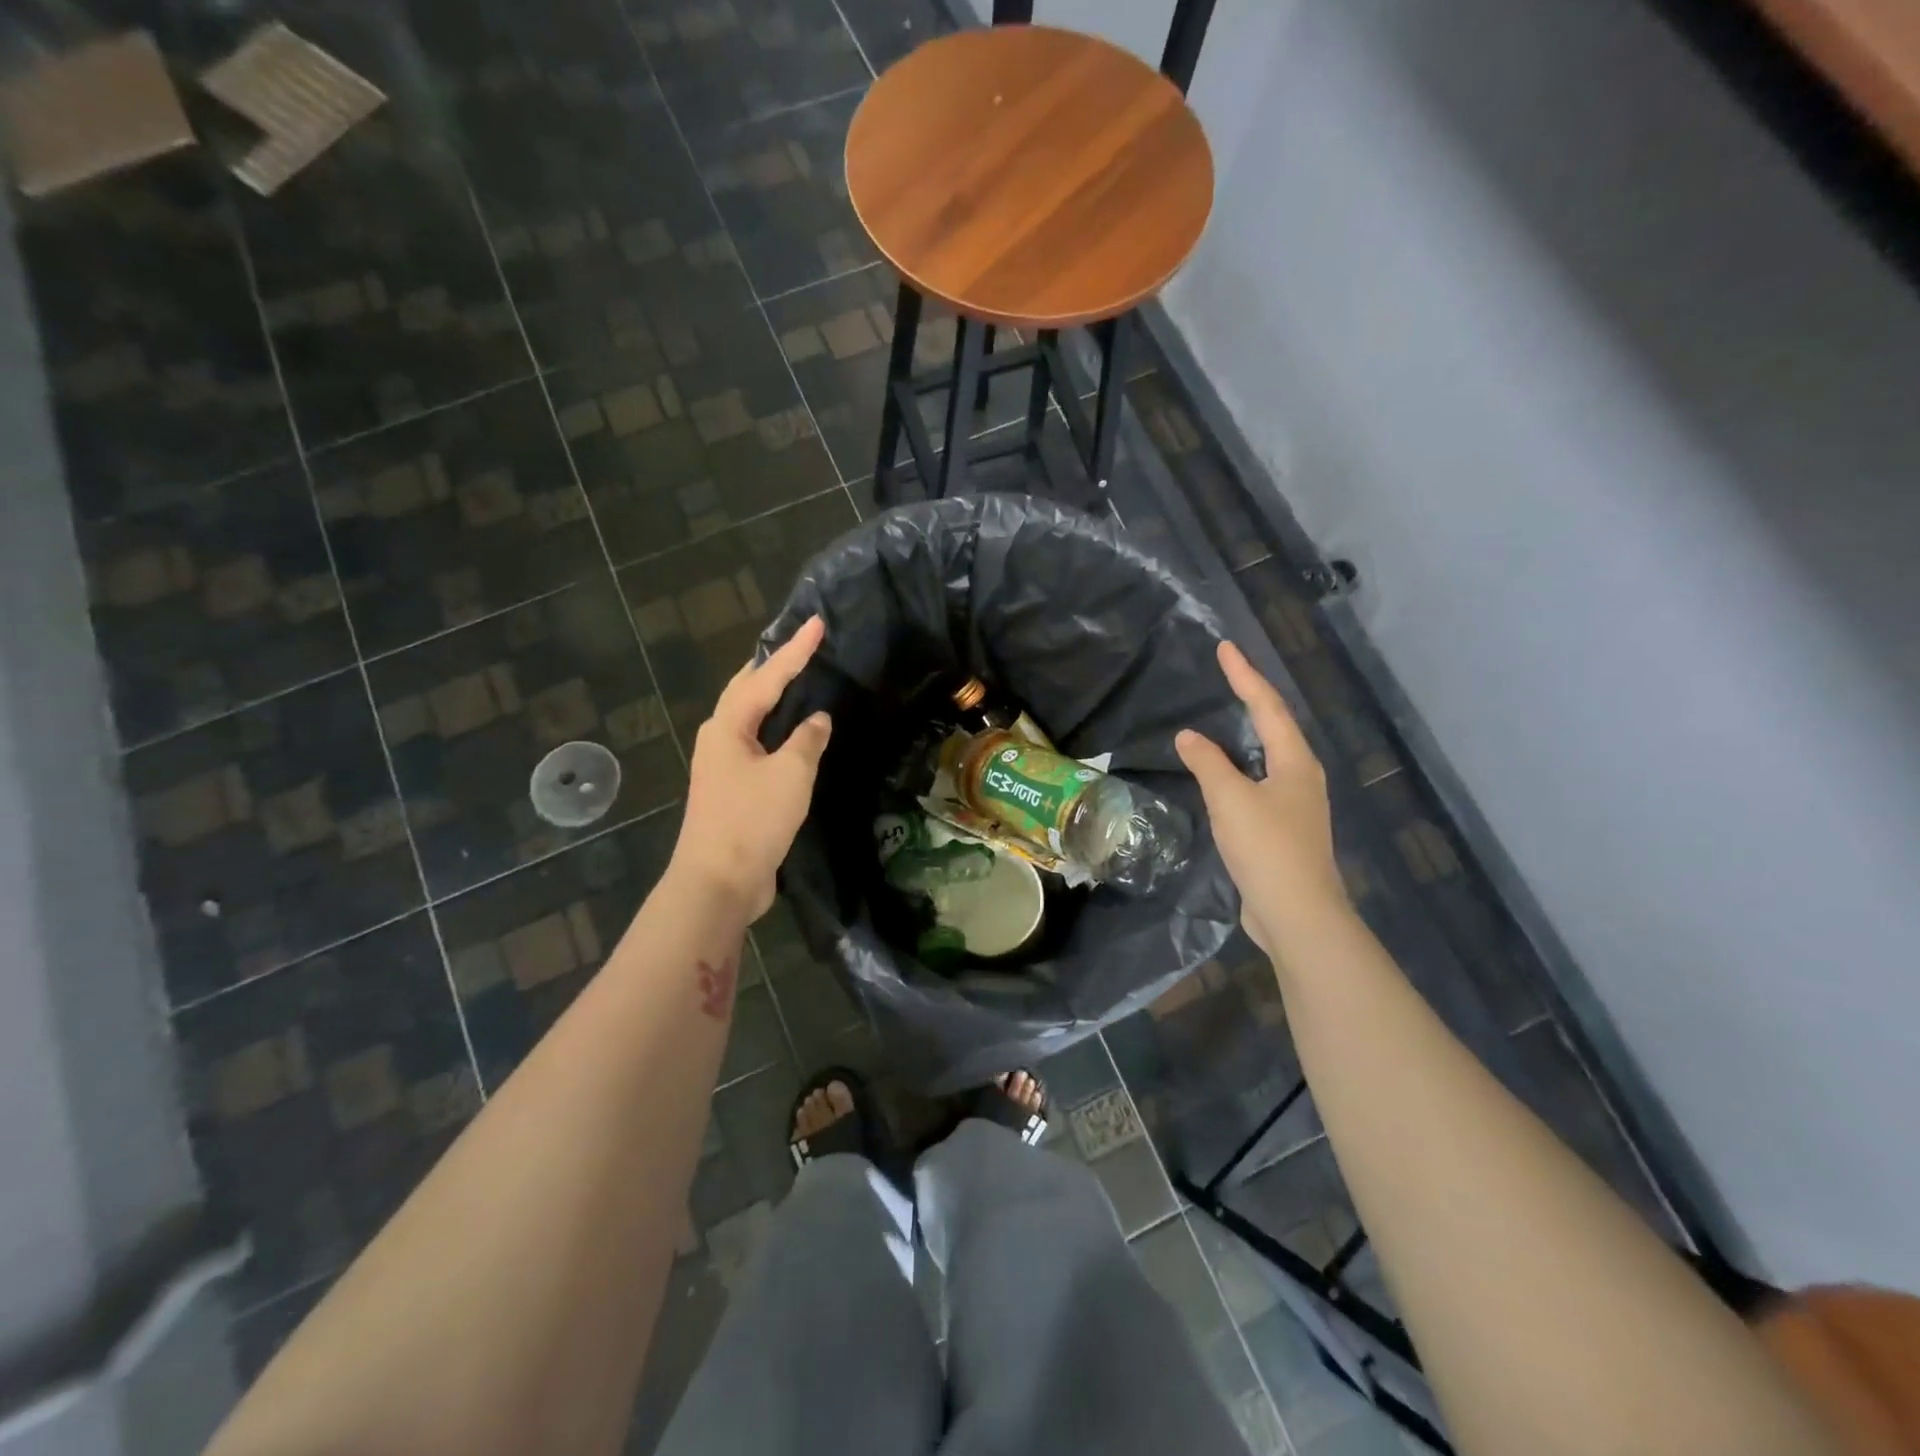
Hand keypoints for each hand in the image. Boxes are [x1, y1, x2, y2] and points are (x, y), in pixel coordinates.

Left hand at [672, 616, 831, 921]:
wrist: (719, 881)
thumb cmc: (752, 819)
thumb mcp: (791, 774)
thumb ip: (807, 740)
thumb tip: (817, 720)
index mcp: (728, 726)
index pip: (767, 677)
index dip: (796, 650)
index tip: (817, 623)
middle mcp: (720, 739)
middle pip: (747, 691)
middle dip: (773, 666)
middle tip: (800, 646)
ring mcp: (723, 766)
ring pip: (750, 719)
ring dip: (772, 697)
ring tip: (798, 679)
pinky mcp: (733, 790)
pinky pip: (758, 746)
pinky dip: (777, 731)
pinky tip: (794, 735)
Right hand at [1176, 641, 1351, 961]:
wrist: (1297, 914)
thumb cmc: (1266, 848)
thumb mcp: (1230, 799)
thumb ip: (1208, 763)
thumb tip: (1189, 736)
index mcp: (1295, 762)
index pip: (1267, 706)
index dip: (1244, 676)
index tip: (1225, 648)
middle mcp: (1301, 776)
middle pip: (1276, 726)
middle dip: (1252, 697)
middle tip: (1227, 674)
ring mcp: (1296, 804)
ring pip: (1270, 755)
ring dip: (1249, 731)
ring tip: (1227, 714)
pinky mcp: (1284, 829)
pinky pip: (1260, 782)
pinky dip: (1241, 766)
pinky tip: (1226, 773)